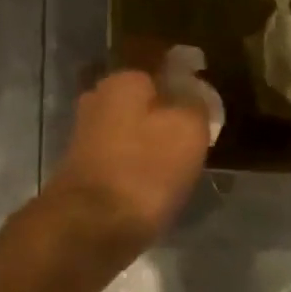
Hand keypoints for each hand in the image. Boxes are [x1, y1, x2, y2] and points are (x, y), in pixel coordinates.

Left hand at [43, 68, 210, 259]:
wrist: (90, 228)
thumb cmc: (146, 170)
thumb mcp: (189, 128)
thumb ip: (195, 101)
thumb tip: (194, 89)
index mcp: (123, 79)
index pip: (161, 63)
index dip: (187, 77)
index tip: (207, 96)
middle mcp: (98, 98)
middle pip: (144, 97)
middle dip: (168, 109)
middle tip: (199, 129)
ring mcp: (85, 134)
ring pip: (131, 126)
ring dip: (153, 138)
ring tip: (182, 158)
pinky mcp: (83, 167)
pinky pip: (122, 154)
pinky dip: (139, 162)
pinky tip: (157, 179)